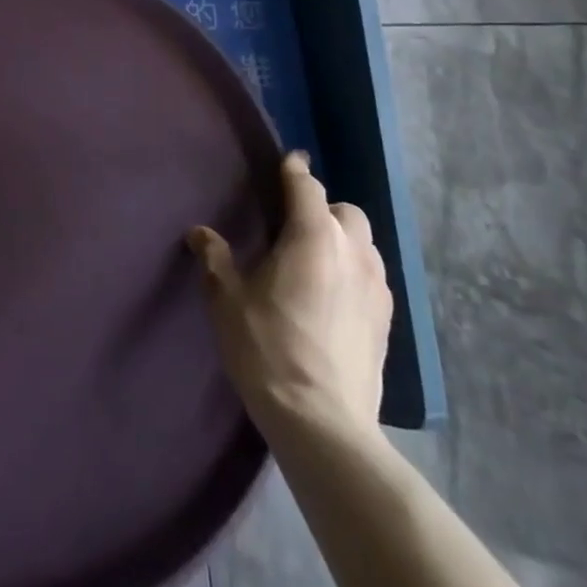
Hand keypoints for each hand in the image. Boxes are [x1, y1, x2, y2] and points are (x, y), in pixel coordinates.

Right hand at [187, 151, 390, 438]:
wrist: (324, 424)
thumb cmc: (268, 350)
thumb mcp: (228, 301)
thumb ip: (215, 259)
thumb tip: (199, 233)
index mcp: (313, 235)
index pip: (306, 185)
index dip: (294, 170)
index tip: (287, 161)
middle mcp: (352, 250)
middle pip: (344, 210)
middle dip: (322, 208)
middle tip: (294, 227)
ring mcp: (377, 286)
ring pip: (364, 242)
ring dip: (342, 240)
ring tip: (315, 261)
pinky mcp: (387, 319)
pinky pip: (372, 276)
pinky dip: (354, 271)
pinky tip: (334, 296)